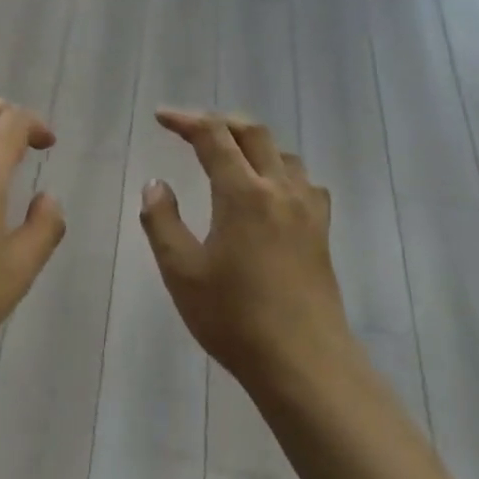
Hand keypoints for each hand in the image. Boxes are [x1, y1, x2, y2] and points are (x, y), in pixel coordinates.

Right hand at [139, 109, 353, 392]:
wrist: (302, 361)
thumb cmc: (234, 317)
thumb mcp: (181, 270)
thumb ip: (162, 220)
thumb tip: (156, 183)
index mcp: (243, 193)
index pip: (213, 137)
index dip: (186, 120)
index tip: (162, 117)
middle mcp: (280, 190)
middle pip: (253, 134)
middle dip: (220, 123)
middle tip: (191, 129)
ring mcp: (307, 210)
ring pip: (283, 154)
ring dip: (252, 144)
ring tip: (229, 155)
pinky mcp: (321, 232)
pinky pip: (304, 182)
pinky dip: (281, 170)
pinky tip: (271, 192)